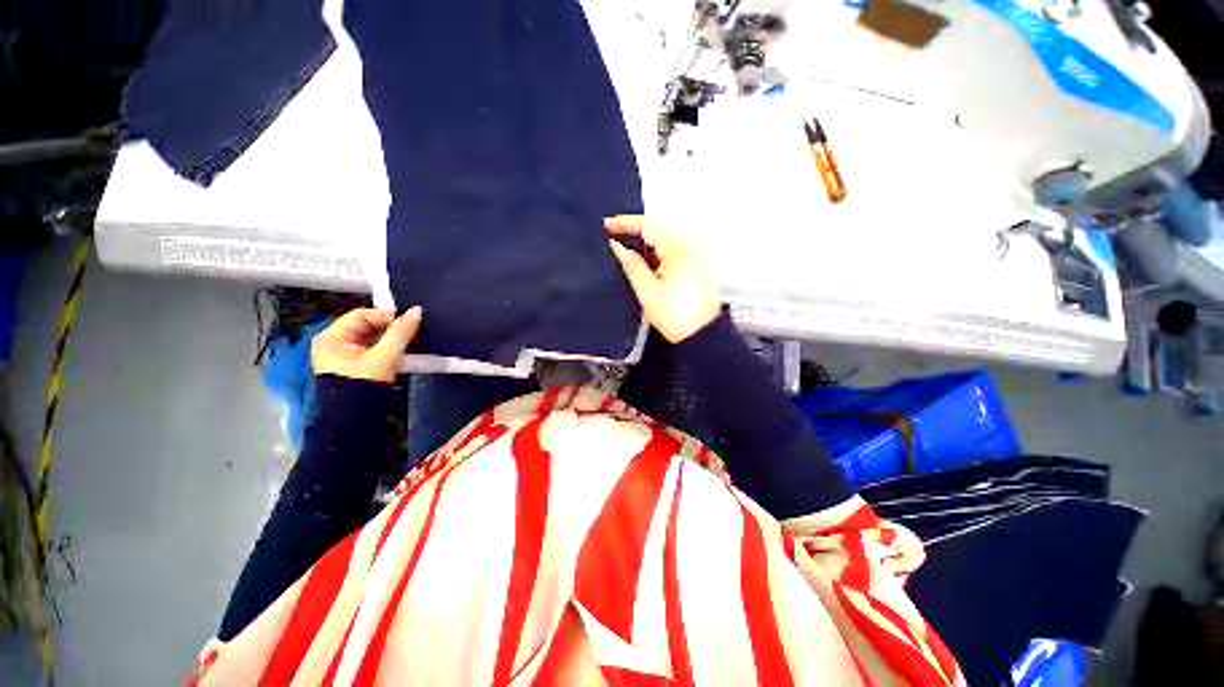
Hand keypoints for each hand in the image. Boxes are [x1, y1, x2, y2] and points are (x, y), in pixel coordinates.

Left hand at [311, 307, 421, 382]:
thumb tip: (417, 310)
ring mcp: (342, 356)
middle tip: (409, 333)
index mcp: (331, 337)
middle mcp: (333, 343)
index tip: (407, 323)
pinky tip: (399, 352)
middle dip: (388, 328)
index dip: (385, 316)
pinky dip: (386, 348)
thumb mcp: (385, 356)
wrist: (354, 420)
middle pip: (366, 326)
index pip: (361, 314)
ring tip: (407, 342)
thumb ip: (401, 332)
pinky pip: (371, 349)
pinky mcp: (353, 366)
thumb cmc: (363, 384)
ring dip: (389, 339)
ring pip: (371, 338)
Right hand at [606, 215, 721, 342]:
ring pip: (666, 241)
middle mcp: (688, 250)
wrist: (703, 337)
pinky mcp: (695, 271)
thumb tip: (618, 247)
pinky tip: (646, 262)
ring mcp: (694, 260)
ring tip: (626, 248)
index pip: (649, 226)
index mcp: (677, 251)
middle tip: (615, 235)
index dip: (626, 223)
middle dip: (636, 230)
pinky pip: (672, 253)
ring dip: (645, 241)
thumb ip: (632, 266)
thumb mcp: (647, 292)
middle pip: (659, 230)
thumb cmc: (675, 316)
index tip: (607, 226)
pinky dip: (656, 252)